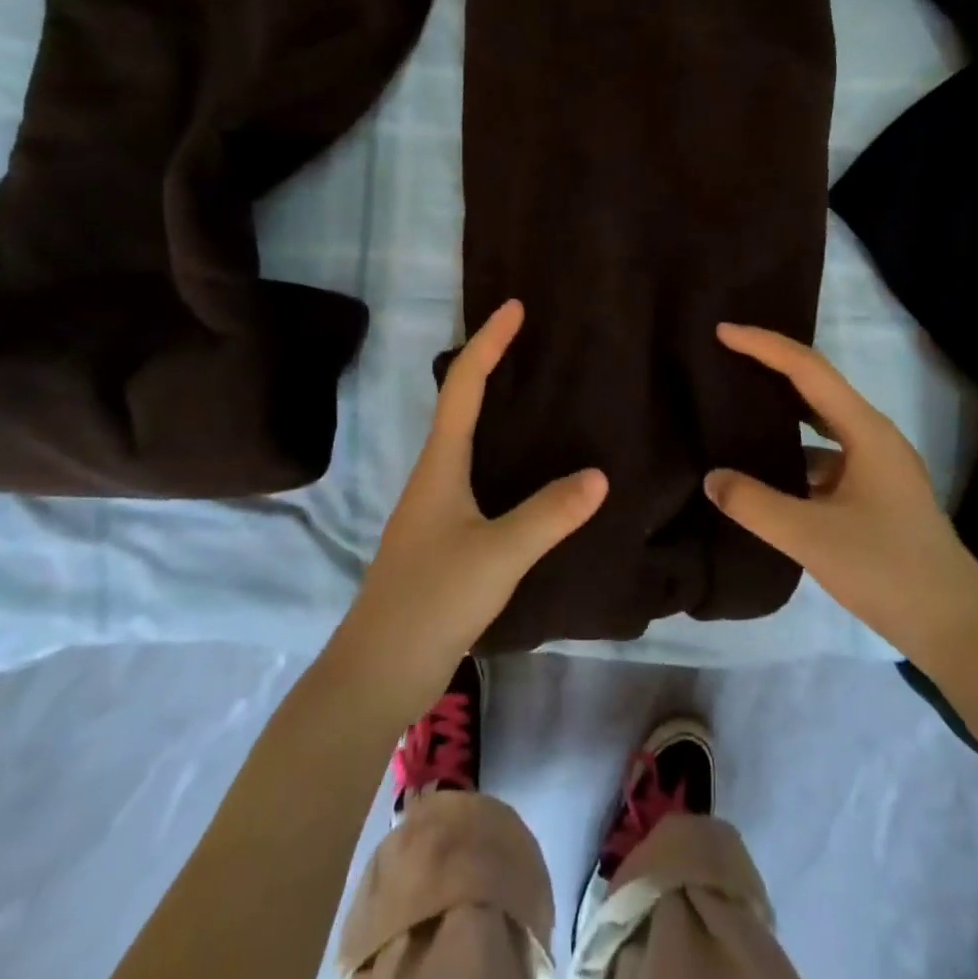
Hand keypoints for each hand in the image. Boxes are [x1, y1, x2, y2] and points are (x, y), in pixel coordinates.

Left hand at [338, 301, 606, 716]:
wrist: (378, 670)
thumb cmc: (432, 600)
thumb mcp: (499, 555)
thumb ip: (549, 514)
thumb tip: (599, 474)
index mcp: (439, 464)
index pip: (464, 385)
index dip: (489, 342)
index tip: (515, 308)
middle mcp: (433, 475)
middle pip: (459, 403)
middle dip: (490, 365)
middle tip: (530, 343)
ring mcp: (434, 507)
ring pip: (465, 439)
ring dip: (492, 407)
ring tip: (535, 394)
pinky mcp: (442, 536)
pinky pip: (474, 474)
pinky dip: (499, 452)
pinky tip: (525, 470)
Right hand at [704, 324, 977, 666]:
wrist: (958, 629)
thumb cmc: (888, 570)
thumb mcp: (811, 537)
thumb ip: (755, 504)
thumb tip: (712, 478)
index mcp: (866, 431)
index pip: (808, 370)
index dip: (764, 346)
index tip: (723, 332)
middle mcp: (874, 438)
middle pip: (816, 388)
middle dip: (772, 369)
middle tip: (726, 359)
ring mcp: (878, 467)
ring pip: (821, 425)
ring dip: (783, 413)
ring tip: (737, 409)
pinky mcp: (875, 495)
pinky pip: (826, 457)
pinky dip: (794, 453)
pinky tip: (766, 472)